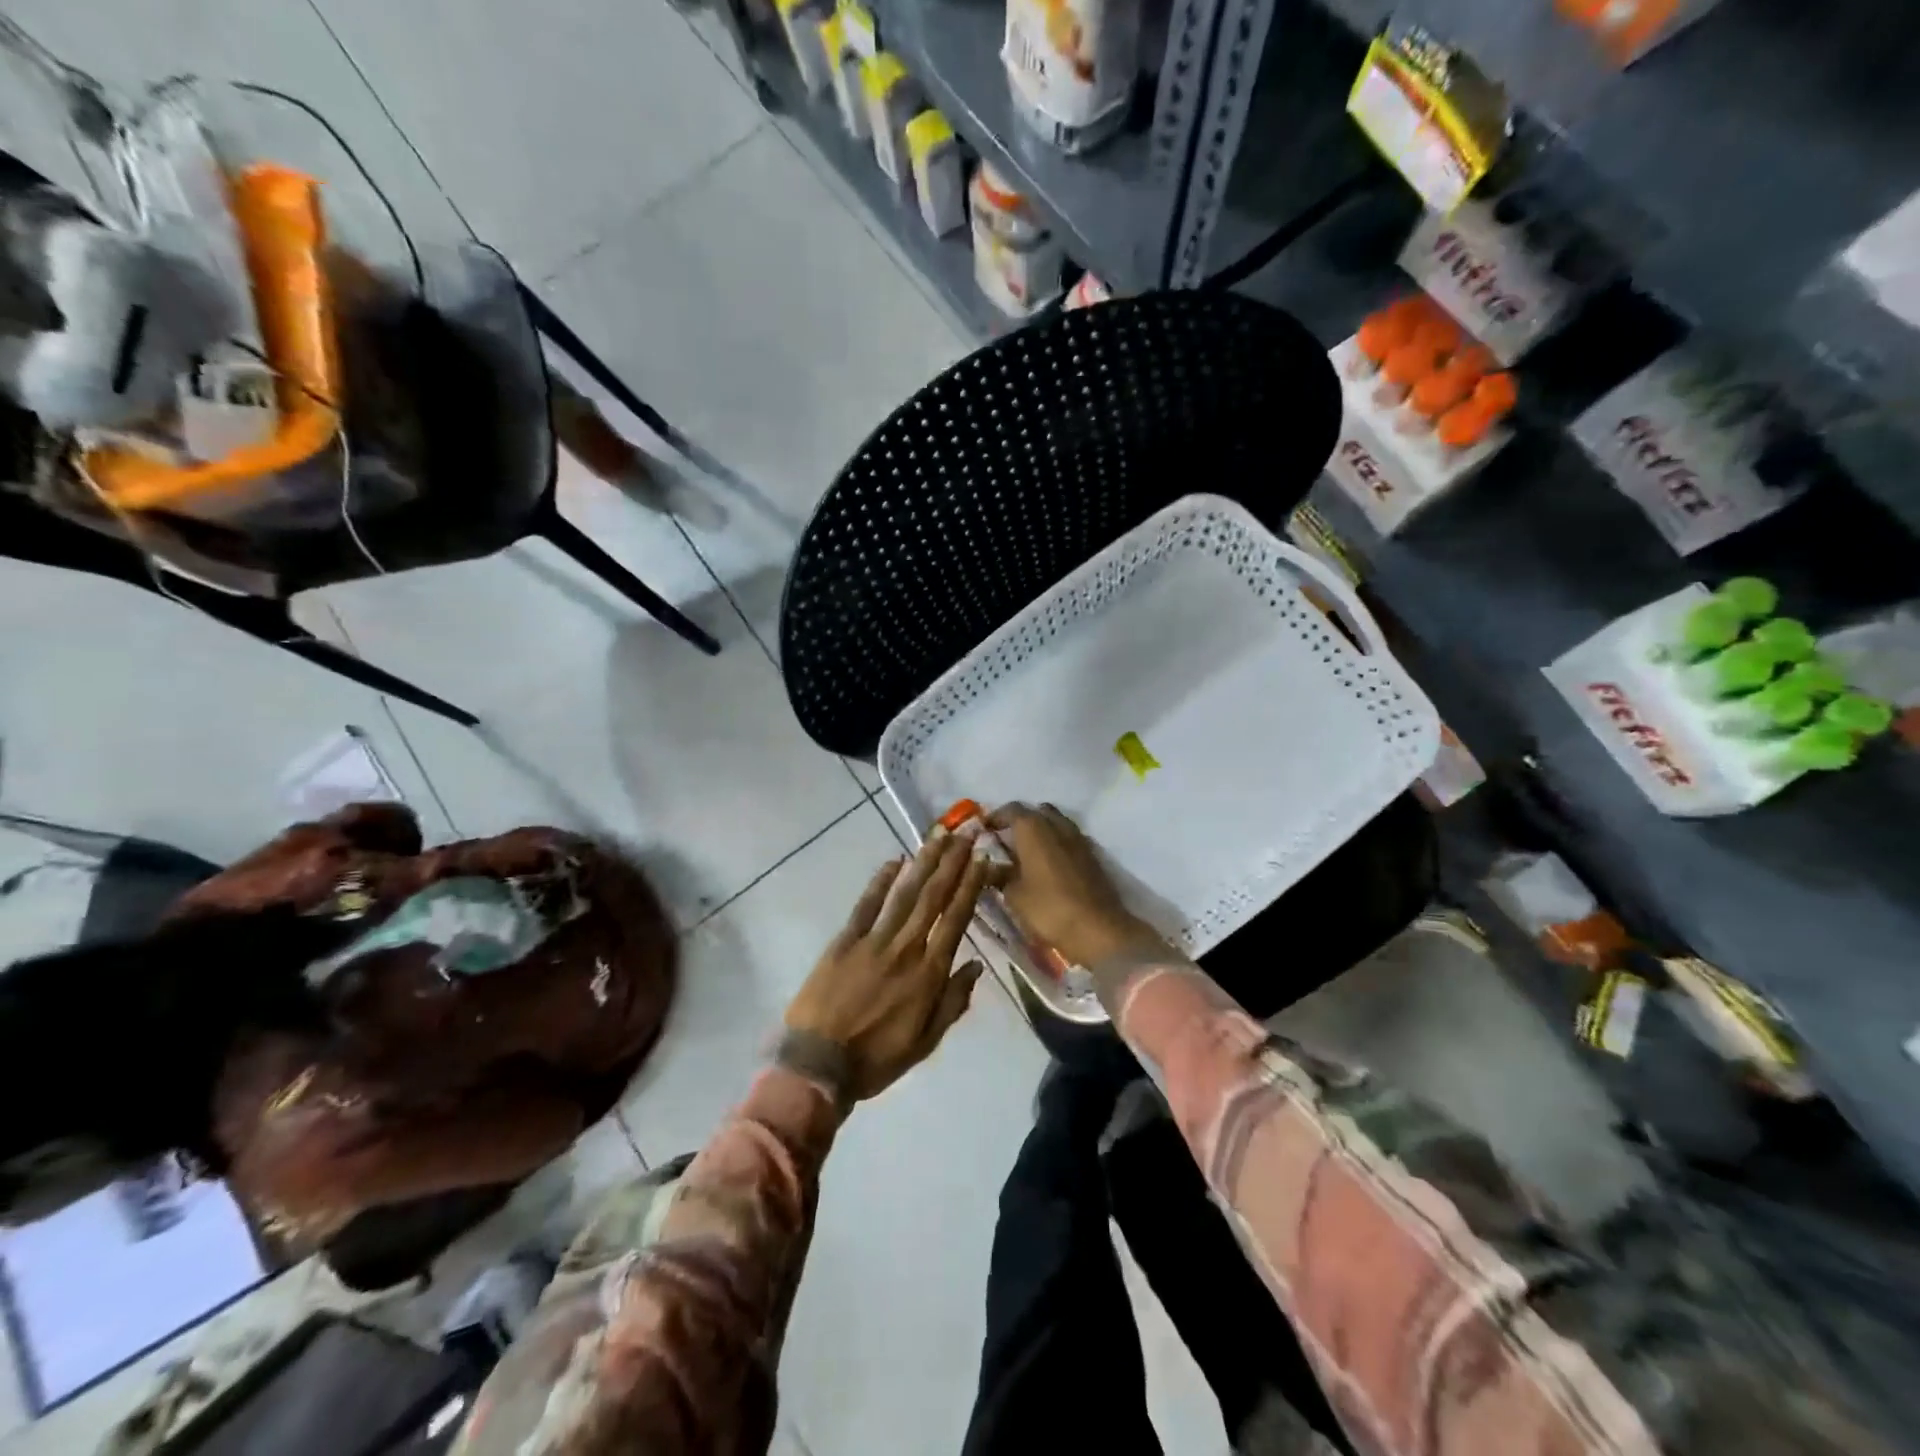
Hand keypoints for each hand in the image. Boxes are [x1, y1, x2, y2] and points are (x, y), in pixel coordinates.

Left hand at [785, 835, 994, 1101]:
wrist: (818, 1065)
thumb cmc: (877, 1059)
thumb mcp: (926, 1041)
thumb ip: (953, 1001)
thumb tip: (976, 965)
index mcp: (928, 974)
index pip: (955, 920)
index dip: (970, 887)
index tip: (982, 860)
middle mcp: (906, 949)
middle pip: (933, 898)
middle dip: (952, 863)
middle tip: (966, 834)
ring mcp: (873, 941)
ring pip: (905, 894)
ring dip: (924, 863)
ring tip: (939, 836)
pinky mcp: (845, 940)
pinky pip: (866, 904)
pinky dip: (881, 881)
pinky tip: (895, 860)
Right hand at [988, 803, 1166, 968]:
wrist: (1098, 929)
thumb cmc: (1049, 909)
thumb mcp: (1014, 896)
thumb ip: (1000, 876)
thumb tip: (990, 867)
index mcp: (1033, 829)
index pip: (1011, 810)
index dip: (995, 817)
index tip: (984, 830)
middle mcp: (1056, 825)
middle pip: (1036, 812)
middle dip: (1020, 821)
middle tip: (1005, 839)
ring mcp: (1078, 838)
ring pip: (1055, 823)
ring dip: (1040, 830)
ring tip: (1026, 852)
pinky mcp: (1091, 854)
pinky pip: (1068, 838)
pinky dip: (1056, 843)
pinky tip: (1047, 864)